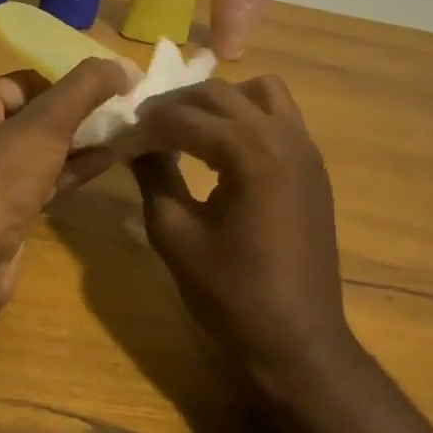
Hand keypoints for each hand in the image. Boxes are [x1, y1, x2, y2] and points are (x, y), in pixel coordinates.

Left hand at [0, 59, 131, 323]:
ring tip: (126, 132)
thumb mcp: (44, 124)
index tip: (105, 93)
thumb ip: (85, 88)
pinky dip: (75, 169)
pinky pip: (46, 179)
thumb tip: (125, 65)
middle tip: (122, 112)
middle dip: (79, 114)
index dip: (65, 85)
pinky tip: (112, 160)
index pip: (24, 82)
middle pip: (36, 115)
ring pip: (43, 150)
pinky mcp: (7, 210)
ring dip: (82, 142)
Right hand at [126, 77, 353, 378]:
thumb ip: (154, 177)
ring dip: (220, 102)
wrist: (298, 340)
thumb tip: (134, 144)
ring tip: (188, 130)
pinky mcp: (313, 167)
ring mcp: (306, 149)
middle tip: (144, 130)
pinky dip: (248, 117)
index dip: (145, 127)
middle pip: (221, 93)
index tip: (118, 140)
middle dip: (176, 105)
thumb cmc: (232, 294)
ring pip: (261, 92)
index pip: (185, 118)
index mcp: (252, 153)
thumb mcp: (176, 236)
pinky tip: (222, 150)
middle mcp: (285, 137)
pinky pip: (281, 117)